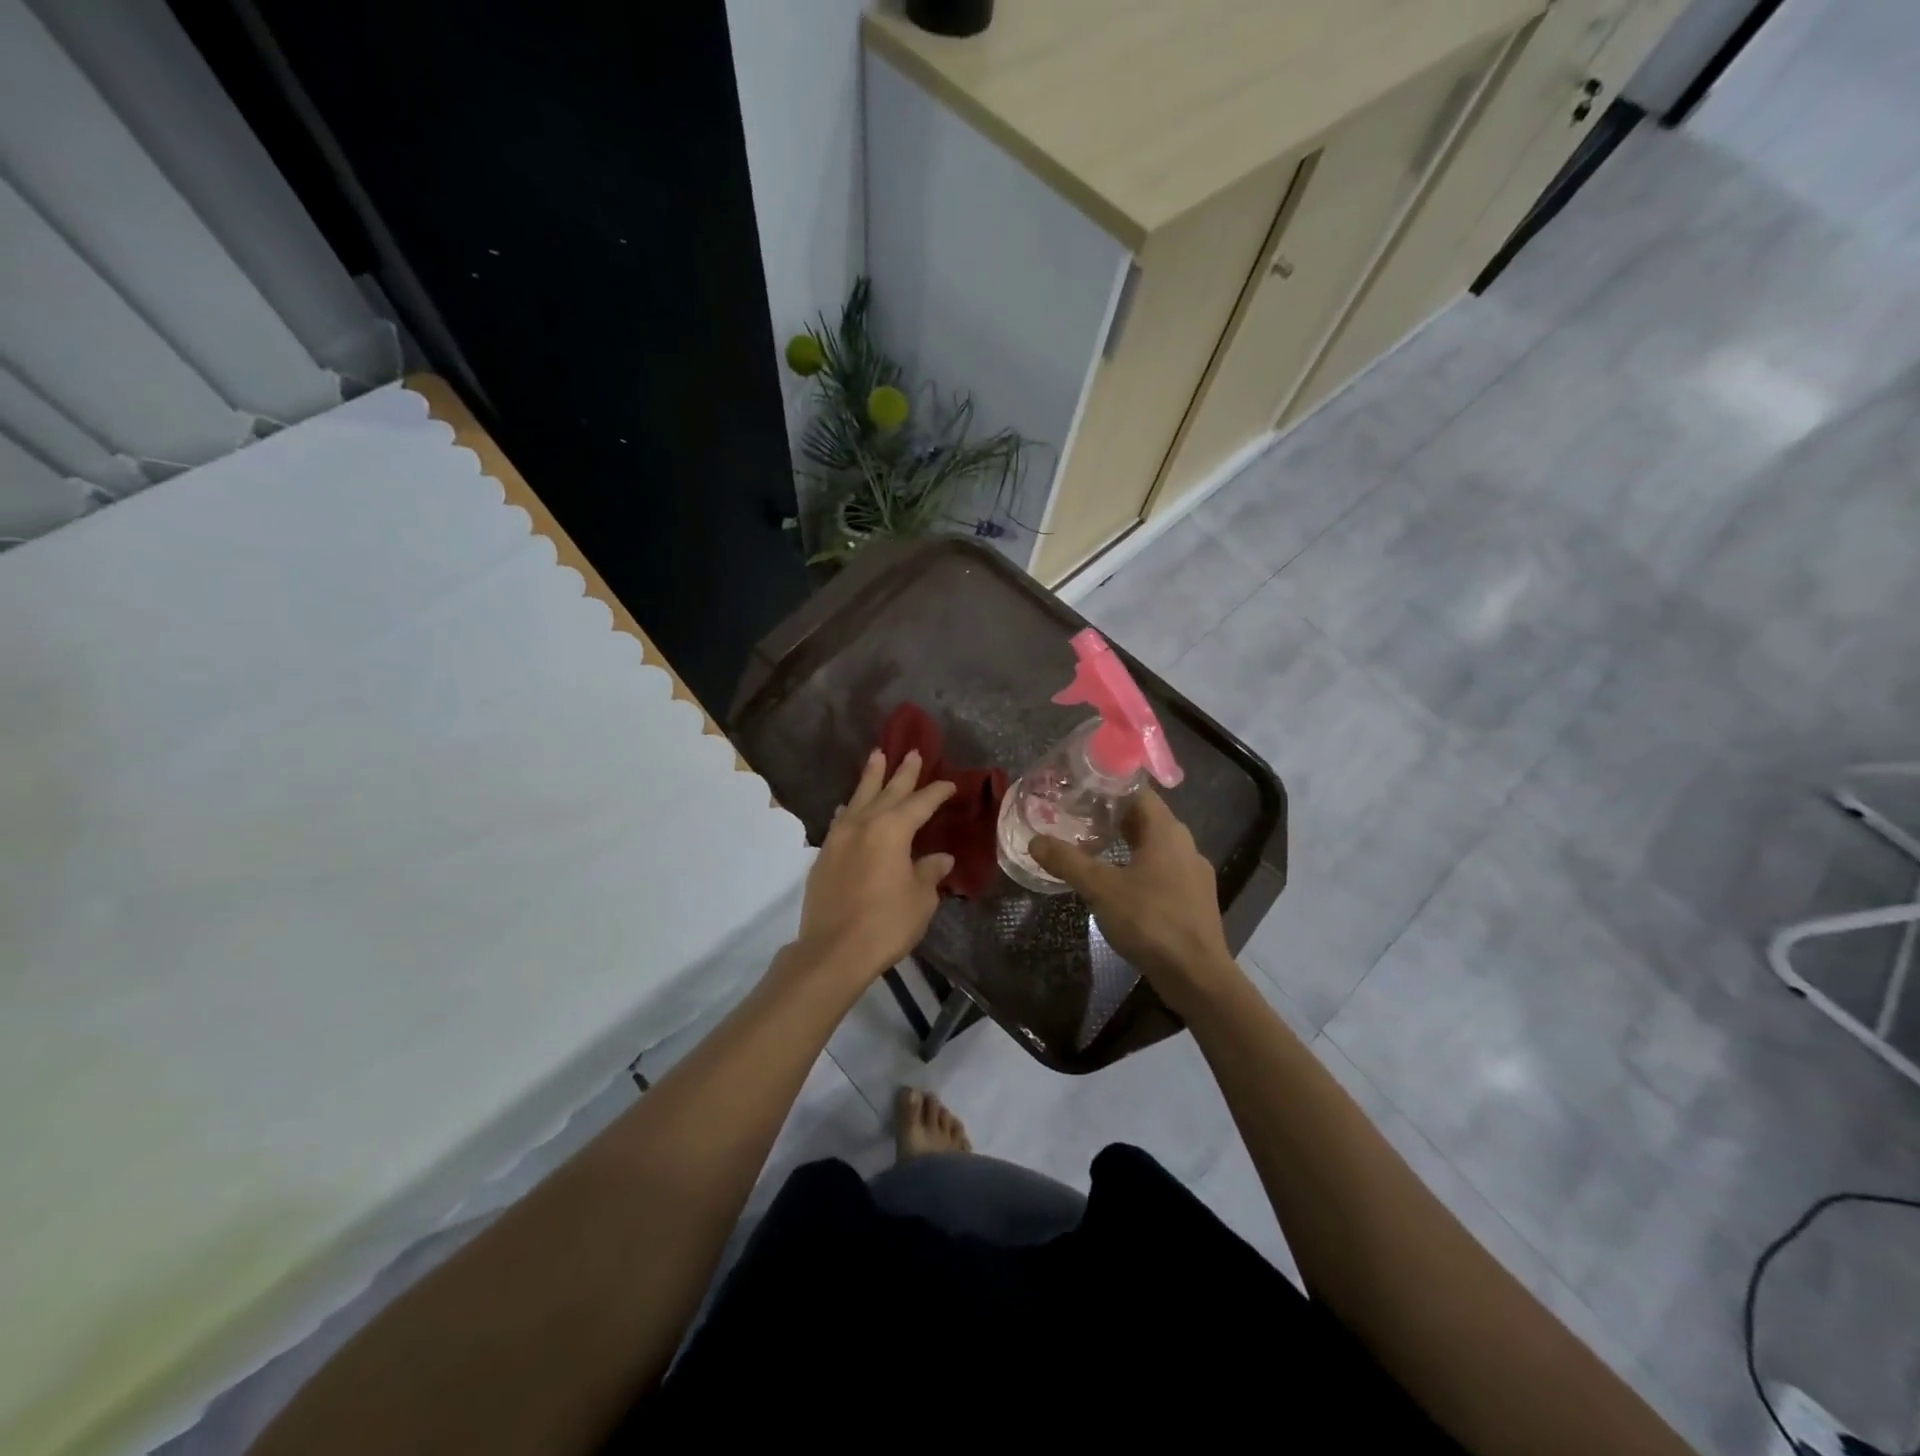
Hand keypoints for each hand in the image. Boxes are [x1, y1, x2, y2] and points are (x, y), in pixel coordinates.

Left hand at [792, 749, 955, 984]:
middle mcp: (864, 824)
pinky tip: (849, 806)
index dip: (936, 792)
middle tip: (912, 752)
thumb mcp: (921, 898)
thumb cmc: (886, 923)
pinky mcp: (824, 855)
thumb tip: (940, 859)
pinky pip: (841, 820)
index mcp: (892, 830)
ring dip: (870, 778)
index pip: (920, 803)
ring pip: (858, 798)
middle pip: (887, 791)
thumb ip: (929, 872)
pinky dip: (850, 808)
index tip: (950, 784)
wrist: (833, 951)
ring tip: (876, 757)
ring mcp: (839, 838)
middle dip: (902, 772)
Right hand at [1030, 790, 1239, 1013]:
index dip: (1109, 787)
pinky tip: (1119, 884)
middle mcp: (1185, 844)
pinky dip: (1139, 867)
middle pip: (1146, 818)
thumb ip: (1068, 861)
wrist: (1197, 976)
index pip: (1139, 792)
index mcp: (1167, 831)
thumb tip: (1036, 841)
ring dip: (1126, 843)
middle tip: (1078, 817)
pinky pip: (1163, 870)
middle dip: (1113, 816)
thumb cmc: (1151, 921)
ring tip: (1094, 848)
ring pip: (1155, 846)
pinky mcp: (1194, 899)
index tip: (1080, 788)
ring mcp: (1193, 873)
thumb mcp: (1101, 889)